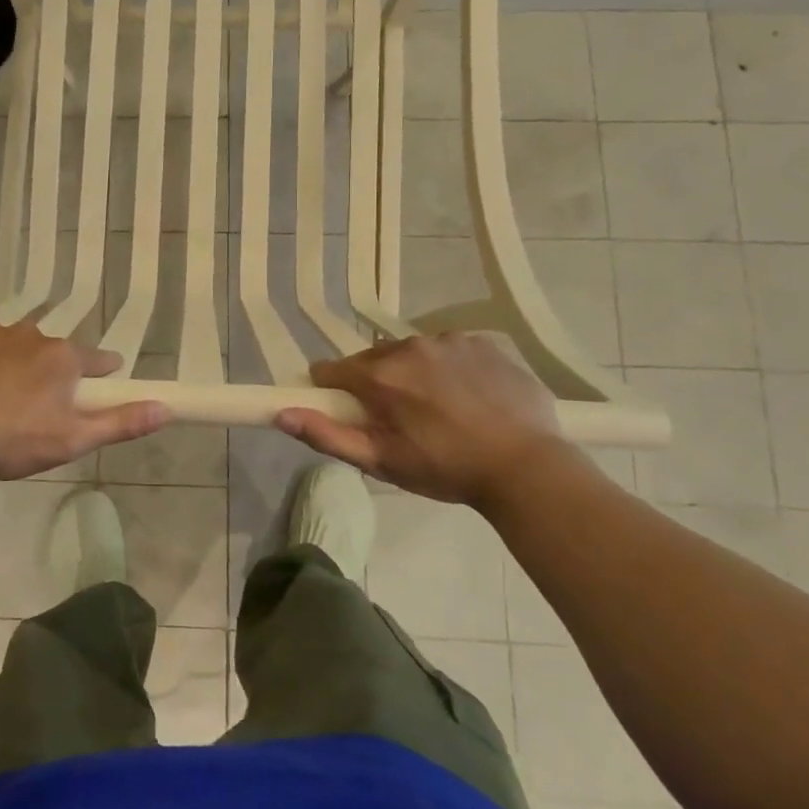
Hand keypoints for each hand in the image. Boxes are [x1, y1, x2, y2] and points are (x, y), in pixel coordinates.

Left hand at [0, 322, 169, 480]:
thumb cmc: (11, 440)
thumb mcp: (72, 440)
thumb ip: (120, 423)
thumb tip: (166, 408)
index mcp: (62, 357)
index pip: (97, 359)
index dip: (103, 372)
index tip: (104, 381)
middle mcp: (29, 335)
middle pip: (53, 353)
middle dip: (53, 374)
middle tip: (41, 407)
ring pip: (15, 347)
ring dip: (17, 365)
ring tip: (2, 400)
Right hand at [275, 333, 565, 508]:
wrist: (527, 467)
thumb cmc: (446, 468)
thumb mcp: (381, 461)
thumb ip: (327, 436)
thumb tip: (281, 414)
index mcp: (380, 374)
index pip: (331, 370)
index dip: (333, 392)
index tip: (351, 414)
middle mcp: (409, 345)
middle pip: (372, 359)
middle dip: (376, 384)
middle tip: (399, 420)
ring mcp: (449, 340)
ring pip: (412, 353)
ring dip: (413, 374)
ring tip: (438, 410)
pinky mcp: (482, 342)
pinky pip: (449, 350)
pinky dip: (448, 368)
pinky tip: (468, 398)